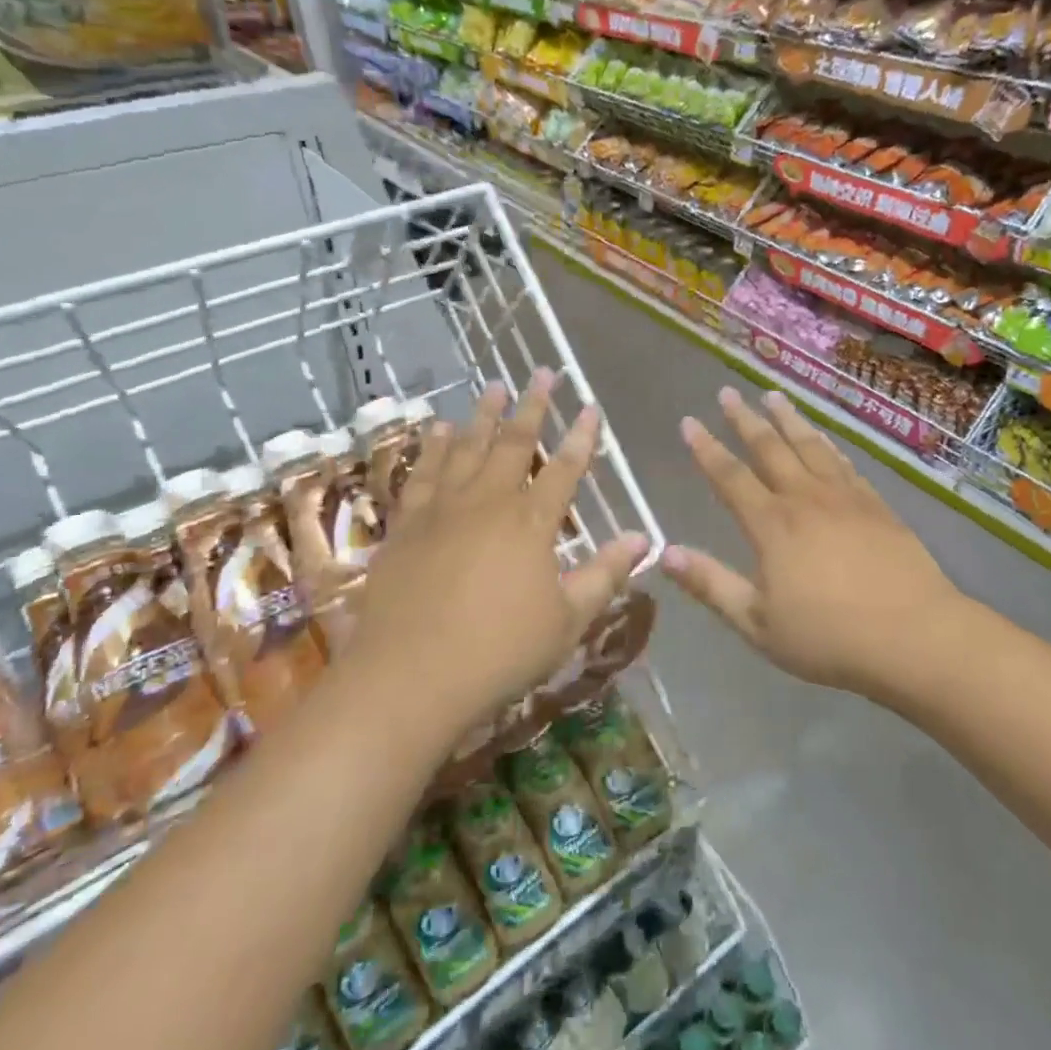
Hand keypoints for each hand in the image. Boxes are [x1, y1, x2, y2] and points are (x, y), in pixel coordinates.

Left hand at [349, 371, 647, 734]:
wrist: (409, 677)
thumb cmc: (500, 652)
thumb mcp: (568, 620)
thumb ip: (605, 574)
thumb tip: (643, 538)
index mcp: (531, 523)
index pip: (565, 468)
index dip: (581, 436)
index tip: (591, 406)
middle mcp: (488, 503)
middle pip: (514, 443)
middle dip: (533, 406)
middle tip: (542, 372)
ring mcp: (442, 510)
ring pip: (467, 448)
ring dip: (483, 414)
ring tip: (493, 384)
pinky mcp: (407, 525)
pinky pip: (423, 474)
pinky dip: (434, 447)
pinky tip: (439, 430)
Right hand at [663, 387, 964, 698]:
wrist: (914, 636)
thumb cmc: (829, 637)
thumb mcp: (757, 623)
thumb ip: (711, 584)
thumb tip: (665, 553)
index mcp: (772, 524)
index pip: (730, 477)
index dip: (706, 449)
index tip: (689, 422)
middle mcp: (805, 498)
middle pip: (769, 448)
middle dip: (744, 419)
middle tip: (727, 392)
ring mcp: (845, 497)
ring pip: (809, 445)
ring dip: (787, 419)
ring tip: (773, 395)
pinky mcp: (876, 504)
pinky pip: (844, 462)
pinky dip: (827, 444)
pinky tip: (823, 438)